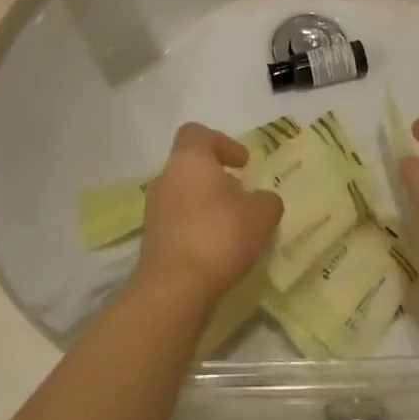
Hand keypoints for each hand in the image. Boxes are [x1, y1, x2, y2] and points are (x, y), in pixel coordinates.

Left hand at [134, 123, 283, 306]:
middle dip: (216, 178)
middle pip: (190, 166)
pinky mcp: (151, 239)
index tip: (243, 163)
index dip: (222, 143)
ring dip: (206, 204)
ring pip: (183, 195)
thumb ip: (267, 199)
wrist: (176, 286)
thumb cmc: (220, 235)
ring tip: (232, 227)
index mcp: (189, 160)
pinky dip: (196, 228)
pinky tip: (216, 249)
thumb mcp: (262, 214)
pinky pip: (177, 222)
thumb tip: (261, 200)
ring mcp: (154, 210)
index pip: (197, 133)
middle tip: (241, 197)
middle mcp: (165, 178)